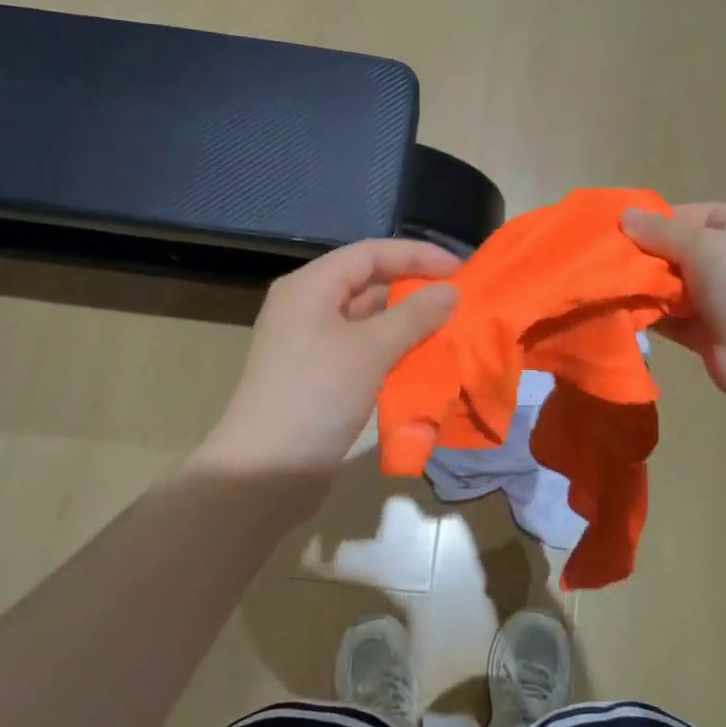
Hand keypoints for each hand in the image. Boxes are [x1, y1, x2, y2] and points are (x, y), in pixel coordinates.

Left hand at [194, 239, 460, 484]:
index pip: (370, 253)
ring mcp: (311, 344)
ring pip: (368, 320)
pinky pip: (364, 351)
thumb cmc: (316, 396)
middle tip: (461, 301)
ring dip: (408, 323)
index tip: (461, 270)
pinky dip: (394, 351)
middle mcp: (308, 308)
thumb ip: (414, 315)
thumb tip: (451, 291)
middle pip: (368, 283)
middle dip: (415, 289)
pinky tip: (425, 361)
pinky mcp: (319, 377)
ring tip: (452, 329)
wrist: (264, 473)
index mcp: (310, 287)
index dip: (417, 255)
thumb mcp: (370, 350)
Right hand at [621, 203, 725, 410]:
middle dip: (646, 255)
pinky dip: (650, 316)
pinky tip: (620, 311)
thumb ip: (660, 231)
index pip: (695, 216)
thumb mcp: (703, 245)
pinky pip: (672, 318)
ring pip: (674, 286)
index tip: (621, 228)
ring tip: (609, 284)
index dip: (659, 220)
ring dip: (645, 287)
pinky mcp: (708, 333)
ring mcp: (723, 300)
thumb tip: (625, 215)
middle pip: (681, 251)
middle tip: (608, 259)